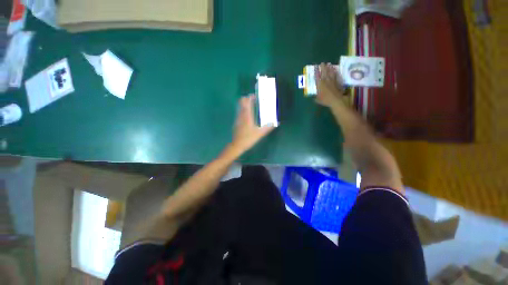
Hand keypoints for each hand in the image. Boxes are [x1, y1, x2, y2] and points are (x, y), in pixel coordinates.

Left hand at [229, 95, 273, 155]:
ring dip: (245, 105)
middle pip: (241, 103)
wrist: (237, 145)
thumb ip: (267, 128)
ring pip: (240, 107)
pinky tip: (248, 115)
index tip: (254, 96)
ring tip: (252, 106)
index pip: (246, 103)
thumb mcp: (259, 134)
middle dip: (246, 99)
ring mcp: (238, 118)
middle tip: (253, 100)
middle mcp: (241, 115)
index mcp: (247, 116)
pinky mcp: (236, 122)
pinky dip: (243, 110)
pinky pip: (239, 112)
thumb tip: (275, 123)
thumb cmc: (248, 138)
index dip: (250, 98)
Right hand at [315, 63, 344, 106]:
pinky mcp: (337, 81)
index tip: (316, 66)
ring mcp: (332, 80)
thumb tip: (314, 97)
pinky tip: (335, 69)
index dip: (316, 71)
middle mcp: (325, 81)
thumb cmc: (326, 100)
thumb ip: (316, 97)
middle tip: (322, 63)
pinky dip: (335, 71)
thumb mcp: (318, 100)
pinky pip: (336, 75)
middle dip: (322, 67)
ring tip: (328, 64)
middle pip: (324, 72)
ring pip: (330, 72)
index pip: (317, 76)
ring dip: (329, 68)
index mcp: (319, 85)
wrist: (336, 100)